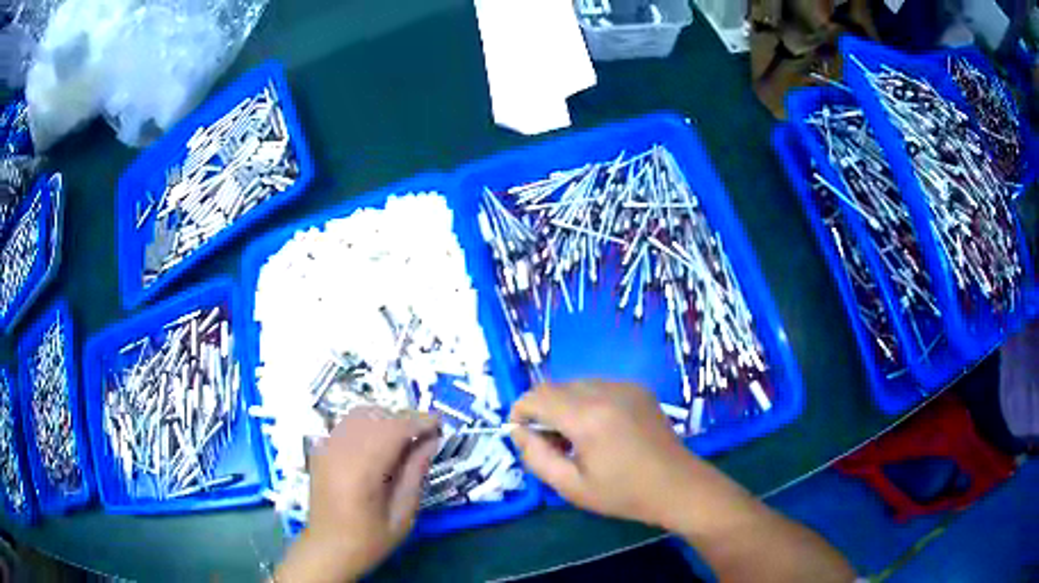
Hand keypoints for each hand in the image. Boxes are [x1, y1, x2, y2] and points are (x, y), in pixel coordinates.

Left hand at [274, 407, 439, 582]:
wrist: (328, 549)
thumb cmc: (369, 540)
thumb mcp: (402, 514)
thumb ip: (415, 474)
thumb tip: (431, 441)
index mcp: (362, 470)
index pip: (394, 429)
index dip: (419, 422)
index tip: (440, 422)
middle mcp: (340, 450)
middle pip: (376, 416)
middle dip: (404, 419)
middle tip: (426, 435)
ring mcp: (326, 447)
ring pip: (359, 415)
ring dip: (385, 419)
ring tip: (404, 439)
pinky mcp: (320, 450)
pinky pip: (347, 425)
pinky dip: (367, 426)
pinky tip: (379, 446)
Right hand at [510, 381, 726, 529]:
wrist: (677, 486)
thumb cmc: (623, 493)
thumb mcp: (571, 486)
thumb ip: (536, 457)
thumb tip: (518, 432)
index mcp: (587, 417)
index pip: (536, 396)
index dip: (520, 412)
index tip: (522, 435)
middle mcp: (605, 391)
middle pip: (554, 387)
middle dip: (542, 410)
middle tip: (552, 444)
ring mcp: (625, 386)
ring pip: (575, 384)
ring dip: (564, 405)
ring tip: (577, 438)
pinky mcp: (638, 388)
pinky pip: (598, 386)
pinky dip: (587, 402)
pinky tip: (600, 430)